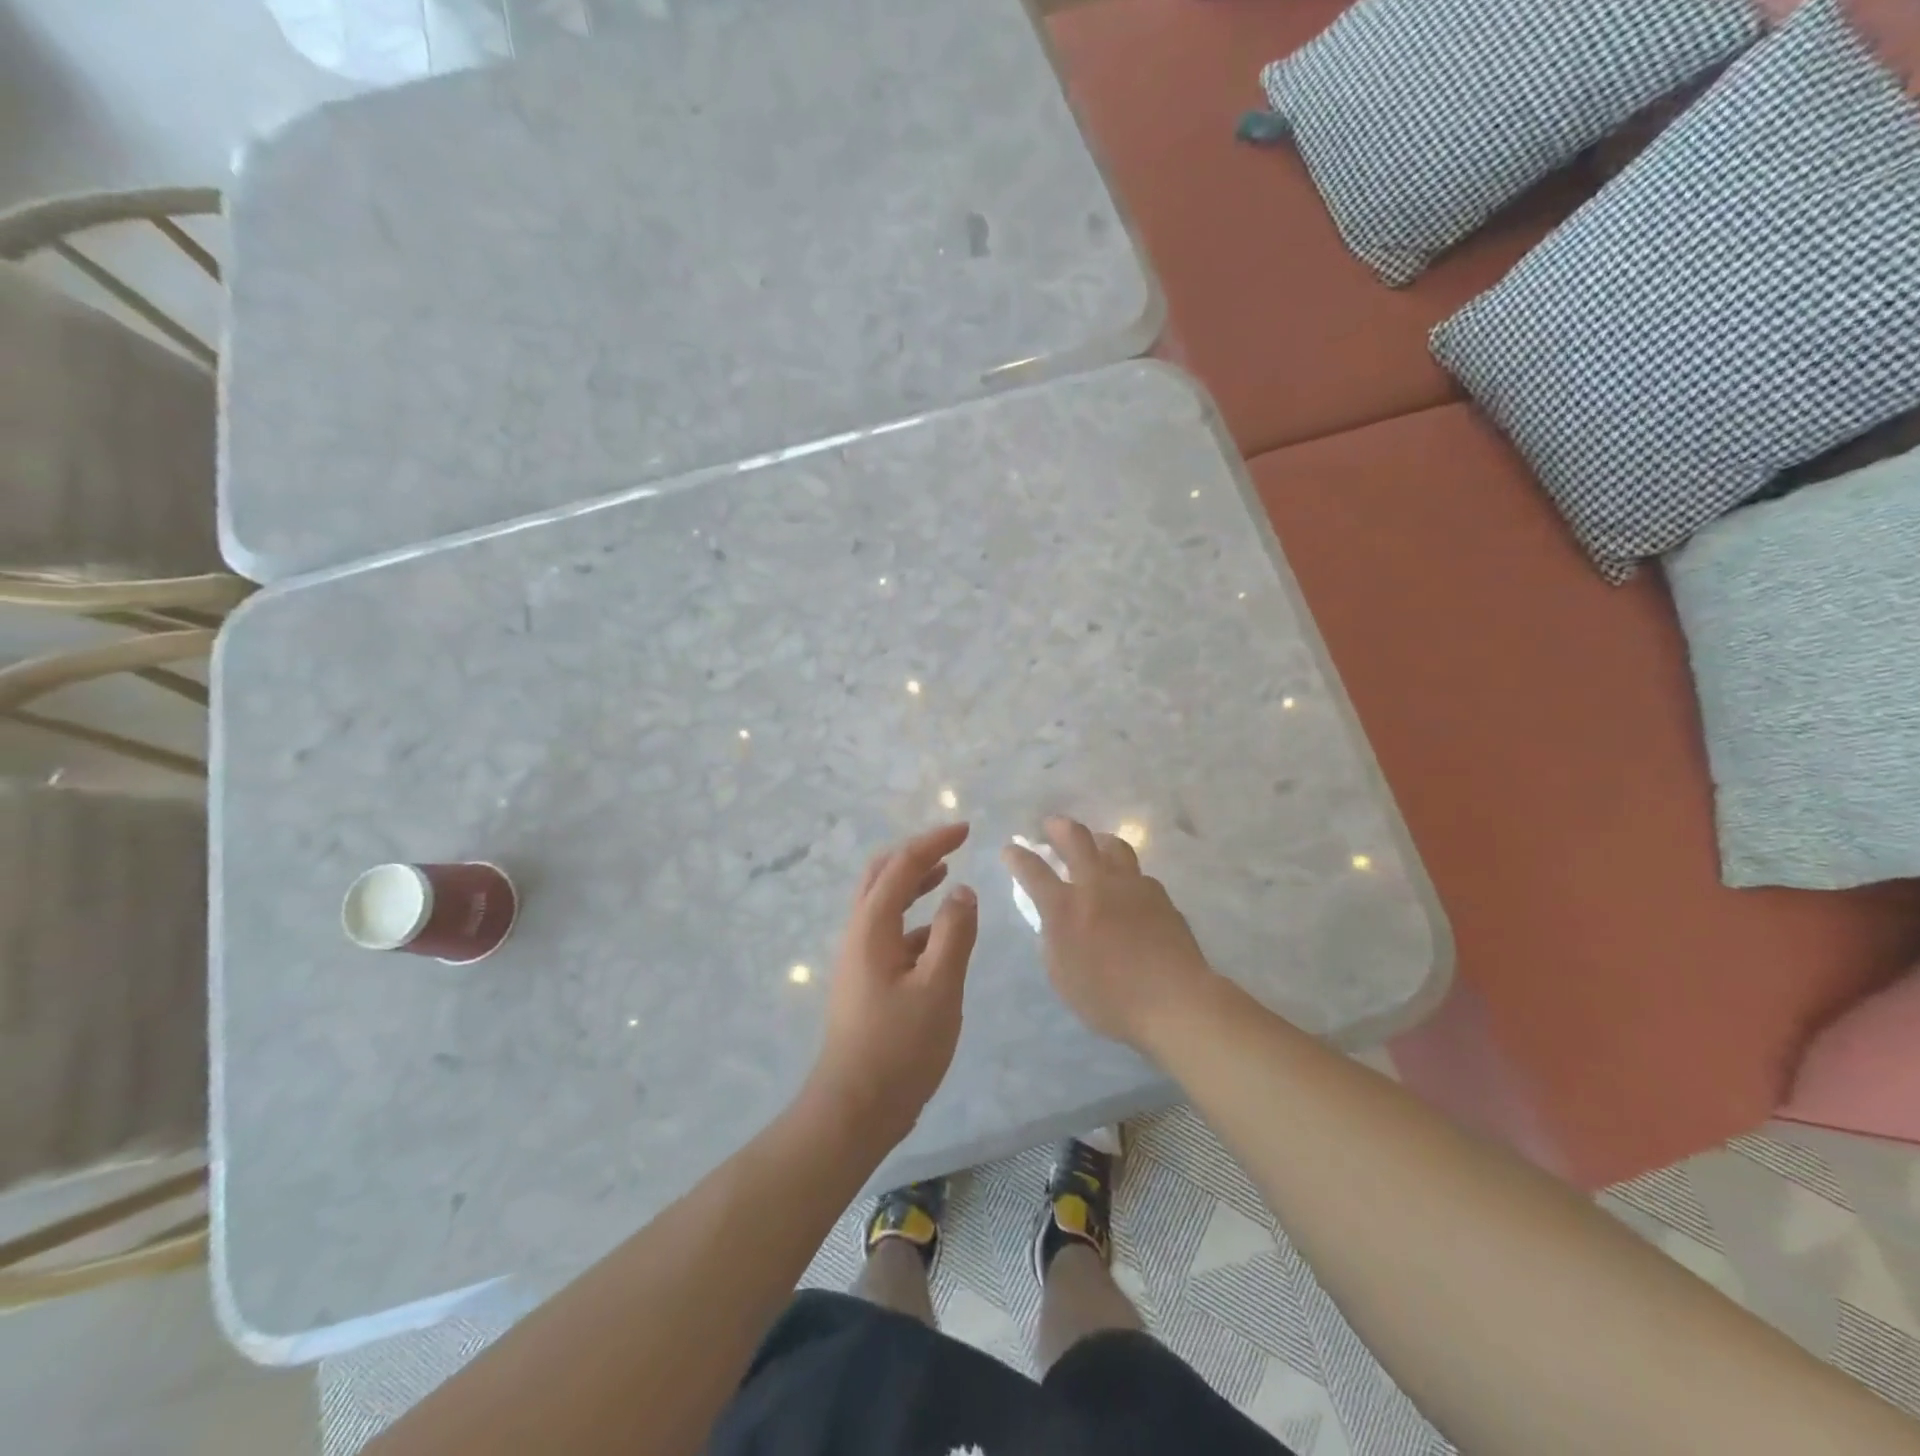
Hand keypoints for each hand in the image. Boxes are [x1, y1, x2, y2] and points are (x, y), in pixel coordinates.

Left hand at [806, 823, 978, 1143]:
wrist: (855, 1107)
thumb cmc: (900, 1046)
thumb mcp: (939, 987)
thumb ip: (954, 933)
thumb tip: (962, 890)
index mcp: (873, 926)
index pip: (902, 865)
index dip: (934, 842)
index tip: (965, 830)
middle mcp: (859, 932)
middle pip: (881, 875)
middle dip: (916, 854)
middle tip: (951, 847)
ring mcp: (858, 957)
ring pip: (883, 903)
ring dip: (912, 883)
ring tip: (946, 877)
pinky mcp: (865, 980)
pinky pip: (889, 932)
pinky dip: (914, 919)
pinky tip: (940, 937)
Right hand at [1003, 817, 1216, 1051]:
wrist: (1173, 1001)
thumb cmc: (1109, 999)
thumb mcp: (1061, 976)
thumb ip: (1052, 940)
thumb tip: (1053, 921)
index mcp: (1065, 907)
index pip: (1033, 870)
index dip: (1017, 857)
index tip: (1010, 849)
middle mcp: (1096, 885)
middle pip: (1075, 839)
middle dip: (1058, 827)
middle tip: (1051, 826)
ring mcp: (1132, 885)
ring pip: (1113, 845)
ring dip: (1097, 840)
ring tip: (1093, 844)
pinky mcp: (1159, 895)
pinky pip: (1138, 874)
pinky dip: (1125, 874)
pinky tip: (1127, 888)